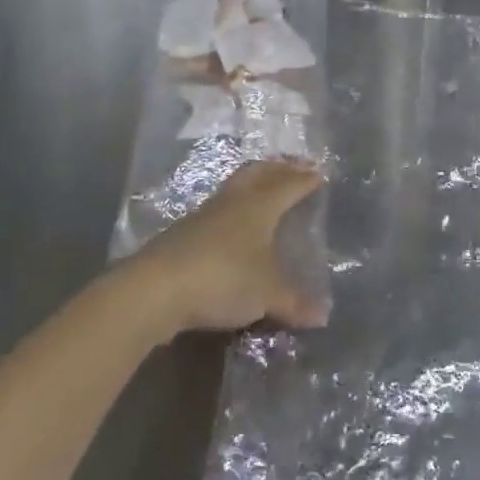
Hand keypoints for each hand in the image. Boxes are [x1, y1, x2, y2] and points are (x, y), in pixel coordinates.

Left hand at [136, 160, 327, 333]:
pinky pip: (218, 207)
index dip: (305, 180)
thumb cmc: (223, 278)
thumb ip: (294, 302)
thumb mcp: (266, 294)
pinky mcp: (183, 231)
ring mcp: (206, 213)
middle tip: (295, 165)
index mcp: (260, 205)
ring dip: (254, 180)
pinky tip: (232, 220)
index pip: (289, 185)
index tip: (319, 173)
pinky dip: (233, 205)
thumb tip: (323, 315)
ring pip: (236, 185)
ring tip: (265, 183)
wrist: (155, 288)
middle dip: (280, 167)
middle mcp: (235, 200)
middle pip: (260, 173)